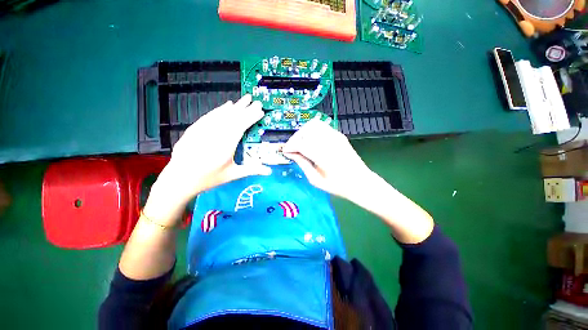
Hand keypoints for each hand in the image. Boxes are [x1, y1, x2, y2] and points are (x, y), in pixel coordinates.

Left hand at [144, 94, 271, 224]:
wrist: (179, 179)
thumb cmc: (209, 178)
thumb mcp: (233, 175)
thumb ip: (252, 170)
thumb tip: (270, 172)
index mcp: (226, 145)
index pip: (241, 126)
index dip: (252, 117)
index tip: (260, 111)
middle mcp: (215, 134)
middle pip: (232, 117)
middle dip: (245, 108)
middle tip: (255, 101)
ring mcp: (203, 129)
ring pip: (221, 114)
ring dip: (234, 106)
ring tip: (244, 100)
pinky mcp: (195, 128)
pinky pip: (210, 116)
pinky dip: (220, 110)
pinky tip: (226, 105)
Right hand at [284, 118, 433, 242]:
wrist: (360, 182)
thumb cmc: (338, 186)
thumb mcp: (315, 180)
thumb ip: (302, 164)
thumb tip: (290, 153)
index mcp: (324, 157)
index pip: (301, 144)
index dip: (290, 146)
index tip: (285, 152)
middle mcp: (330, 142)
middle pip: (306, 130)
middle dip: (295, 138)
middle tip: (292, 149)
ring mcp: (336, 136)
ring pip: (313, 125)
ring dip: (303, 132)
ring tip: (300, 144)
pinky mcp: (339, 135)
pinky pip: (321, 127)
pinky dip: (312, 131)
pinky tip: (311, 141)